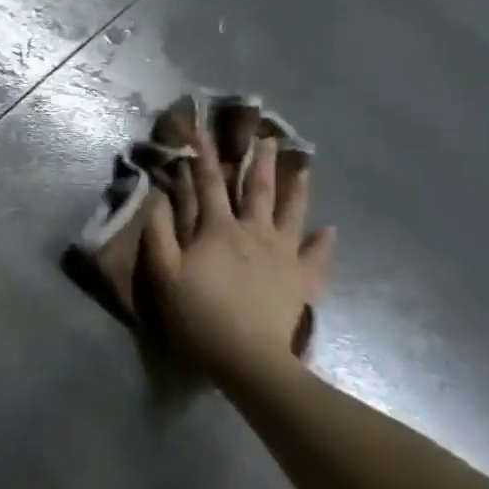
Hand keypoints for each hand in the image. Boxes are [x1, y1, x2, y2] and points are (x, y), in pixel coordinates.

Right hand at [144, 129, 336, 389]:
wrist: (248, 358)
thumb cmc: (198, 314)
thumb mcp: (165, 274)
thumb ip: (159, 233)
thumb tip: (158, 197)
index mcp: (219, 229)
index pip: (207, 183)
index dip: (203, 155)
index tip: (201, 129)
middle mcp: (255, 232)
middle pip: (257, 189)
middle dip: (259, 160)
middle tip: (267, 136)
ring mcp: (283, 255)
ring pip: (292, 213)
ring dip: (297, 187)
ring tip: (303, 167)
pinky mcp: (302, 280)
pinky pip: (317, 256)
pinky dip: (324, 242)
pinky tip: (330, 230)